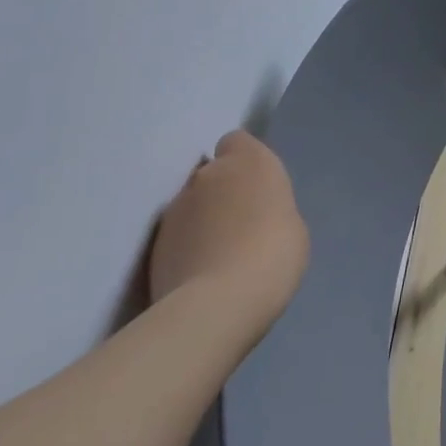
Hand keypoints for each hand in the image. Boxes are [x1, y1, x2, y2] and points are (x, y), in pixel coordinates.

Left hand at [149, 131, 308, 335]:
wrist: (219, 303)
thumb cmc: (273, 254)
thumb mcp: (291, 225)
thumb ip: (268, 207)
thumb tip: (252, 215)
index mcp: (250, 160)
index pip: (236, 141)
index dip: (242, 161)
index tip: (253, 187)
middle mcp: (209, 174)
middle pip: (211, 174)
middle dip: (219, 193)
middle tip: (236, 225)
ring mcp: (176, 208)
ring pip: (190, 205)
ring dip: (199, 221)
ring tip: (215, 256)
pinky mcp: (154, 243)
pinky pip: (175, 236)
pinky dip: (184, 247)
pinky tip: (198, 275)